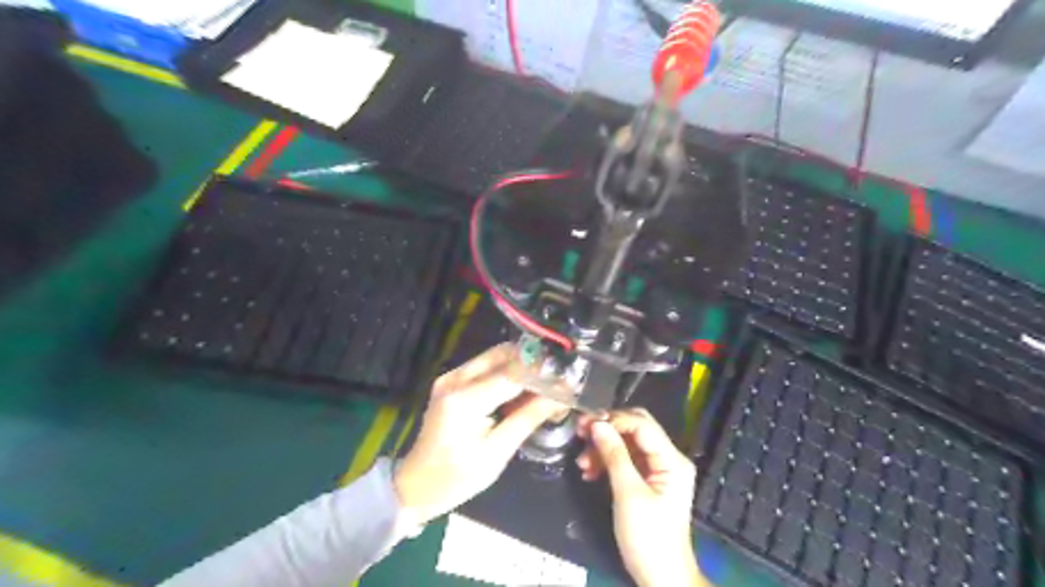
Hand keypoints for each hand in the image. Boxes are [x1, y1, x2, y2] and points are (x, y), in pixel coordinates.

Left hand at [395, 341, 563, 524]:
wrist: (415, 485)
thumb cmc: (456, 478)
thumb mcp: (497, 453)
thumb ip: (528, 418)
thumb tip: (561, 396)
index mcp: (464, 400)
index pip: (513, 374)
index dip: (543, 373)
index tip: (568, 377)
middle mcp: (455, 379)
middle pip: (503, 354)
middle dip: (533, 362)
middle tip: (558, 378)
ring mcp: (450, 377)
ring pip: (495, 356)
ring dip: (521, 365)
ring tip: (544, 384)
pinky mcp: (451, 381)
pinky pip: (485, 366)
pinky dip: (507, 372)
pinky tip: (521, 389)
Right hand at [575, 412, 706, 586]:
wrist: (661, 578)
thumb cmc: (648, 537)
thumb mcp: (628, 494)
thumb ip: (614, 455)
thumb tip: (597, 424)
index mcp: (672, 460)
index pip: (641, 424)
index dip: (613, 420)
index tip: (585, 425)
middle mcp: (668, 458)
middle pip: (635, 428)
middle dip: (607, 429)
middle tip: (581, 433)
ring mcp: (658, 469)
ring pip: (628, 443)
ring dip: (603, 447)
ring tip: (581, 462)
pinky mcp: (648, 480)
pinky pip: (626, 460)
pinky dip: (607, 461)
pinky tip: (590, 471)